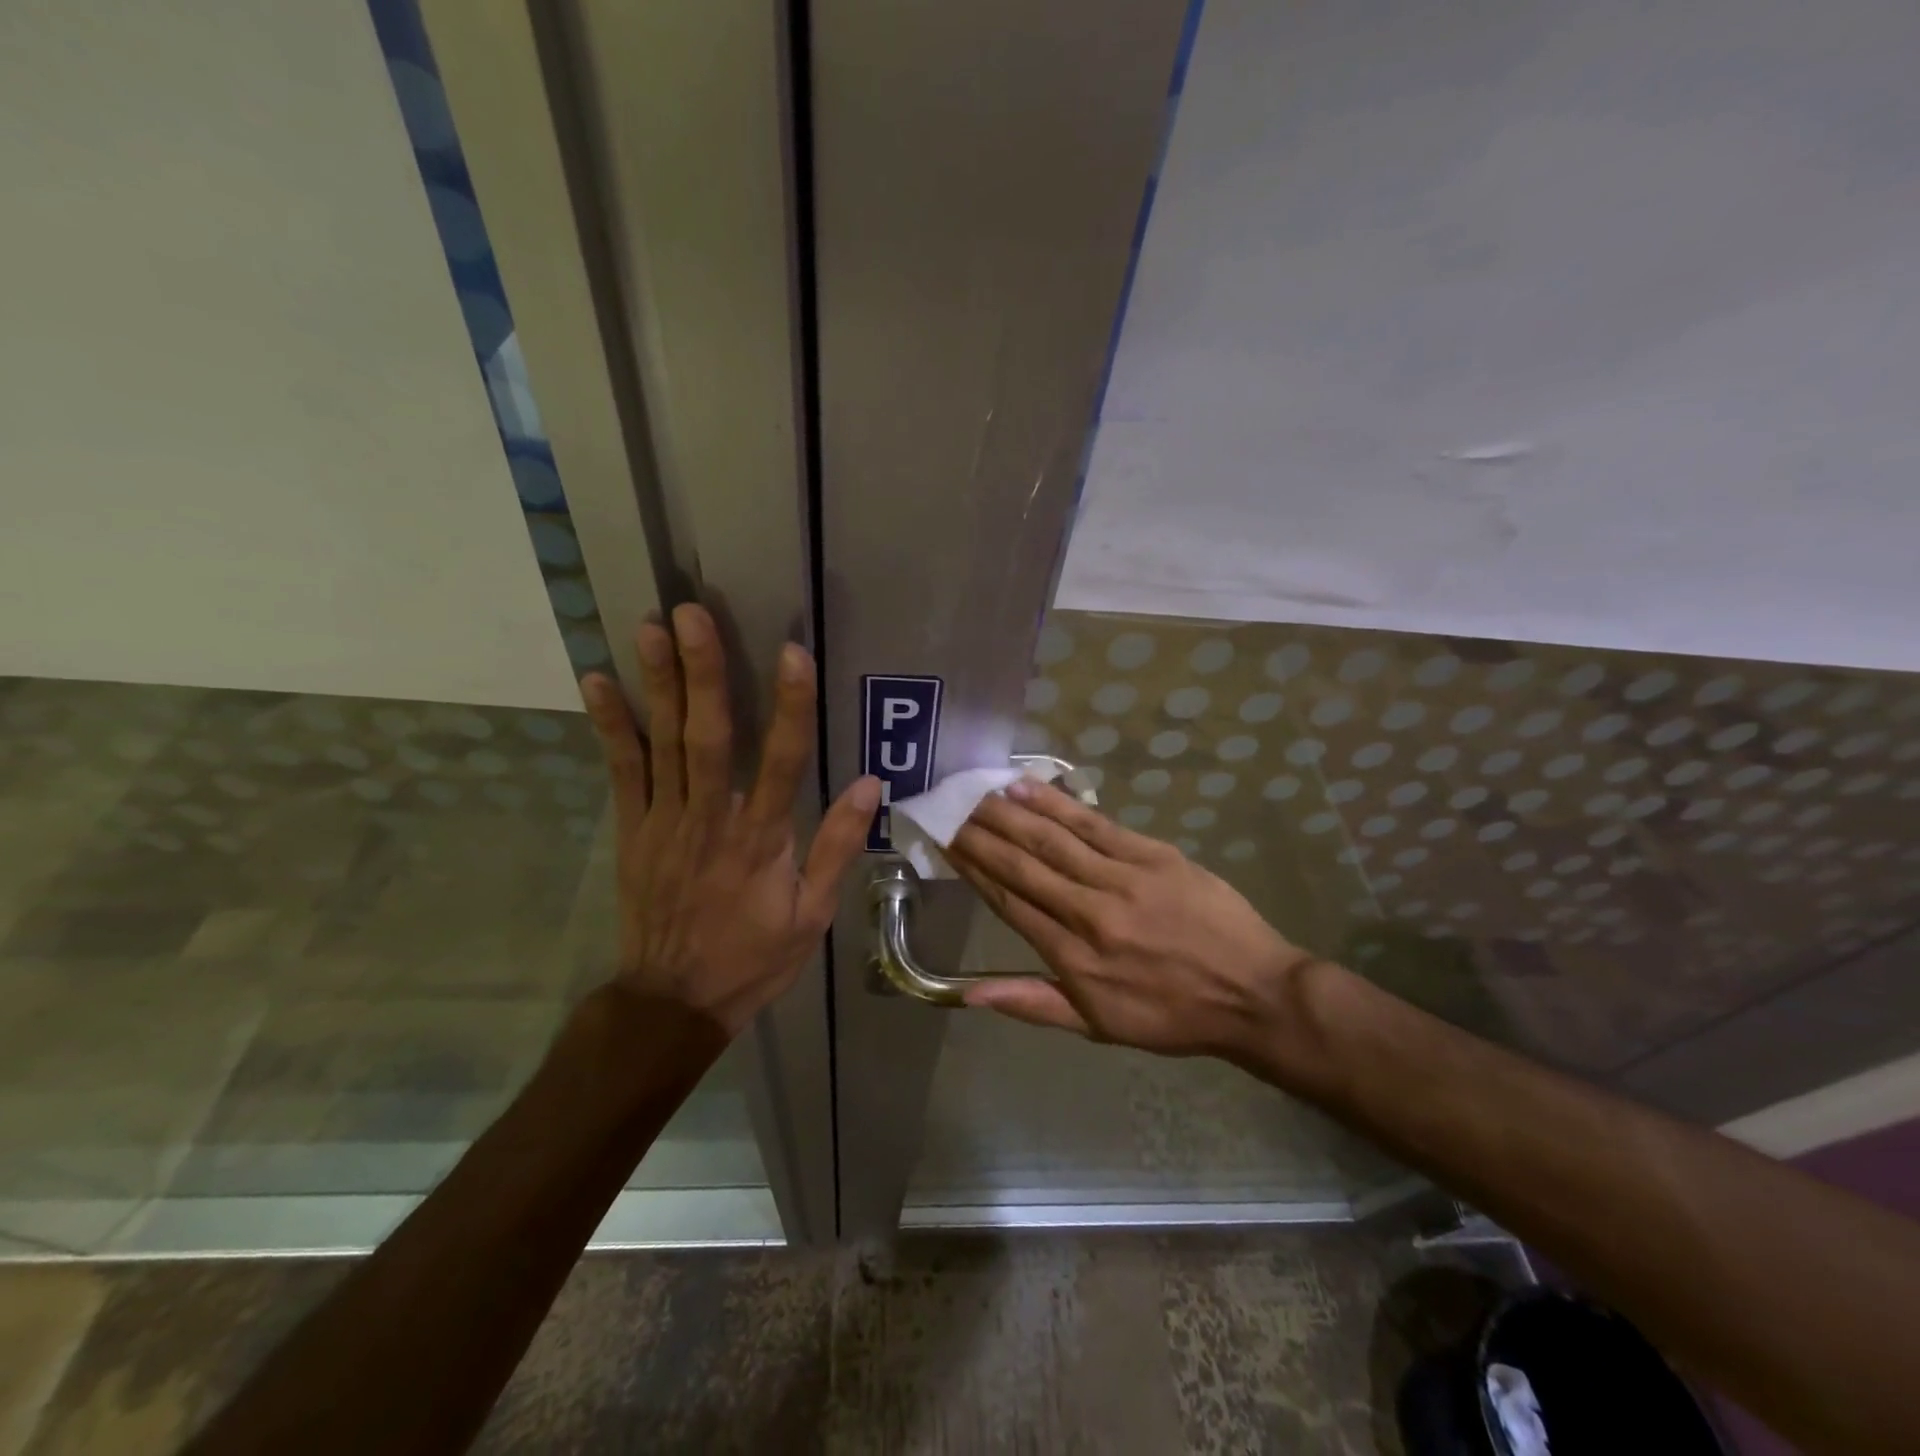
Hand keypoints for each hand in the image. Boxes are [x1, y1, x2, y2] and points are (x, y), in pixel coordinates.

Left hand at [580, 605, 879, 1036]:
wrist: (672, 1001)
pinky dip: (612, 725)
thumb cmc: (753, 957)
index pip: (783, 761)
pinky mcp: (632, 829)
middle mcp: (711, 819)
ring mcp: (664, 822)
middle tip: (693, 614)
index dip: (791, 705)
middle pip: (709, 737)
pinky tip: (600, 682)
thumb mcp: (813, 915)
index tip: (792, 652)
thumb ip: (838, 846)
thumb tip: (871, 784)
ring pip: (663, 743)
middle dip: (704, 673)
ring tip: (650, 627)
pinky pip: (622, 770)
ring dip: (658, 683)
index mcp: (762, 840)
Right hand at [947, 779, 1314, 1063]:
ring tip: (977, 791)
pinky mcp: (1152, 855)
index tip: (945, 841)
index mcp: (1073, 958)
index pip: (1009, 902)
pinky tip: (1026, 786)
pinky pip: (1094, 824)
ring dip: (1009, 812)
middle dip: (980, 833)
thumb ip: (1032, 1003)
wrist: (1252, 994)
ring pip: (1052, 839)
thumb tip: (969, 995)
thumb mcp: (1097, 1026)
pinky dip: (1056, 803)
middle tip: (948, 806)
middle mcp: (1089, 913)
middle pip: (1022, 865)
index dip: (973, 869)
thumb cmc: (1171, 1015)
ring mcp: (1122, 879)